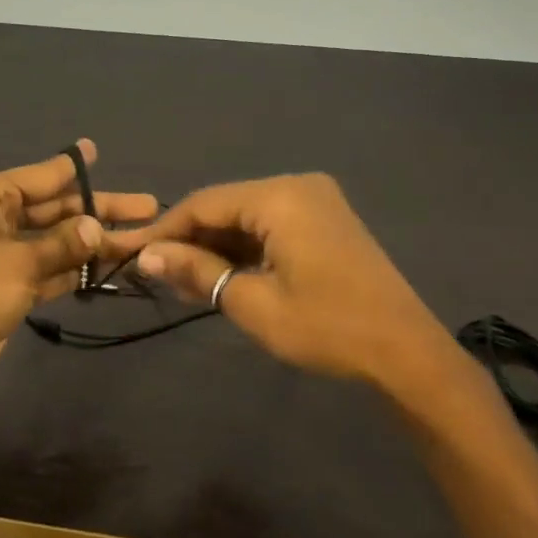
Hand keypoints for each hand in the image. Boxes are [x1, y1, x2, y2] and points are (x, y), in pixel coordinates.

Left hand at [0, 140, 158, 401]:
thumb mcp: (19, 261)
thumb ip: (62, 243)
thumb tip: (95, 227)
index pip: (42, 176)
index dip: (73, 167)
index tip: (98, 151)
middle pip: (56, 208)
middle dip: (98, 210)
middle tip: (147, 207)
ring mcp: (4, 254)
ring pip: (57, 240)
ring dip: (93, 243)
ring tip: (141, 241)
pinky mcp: (10, 286)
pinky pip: (51, 269)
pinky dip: (76, 270)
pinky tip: (111, 268)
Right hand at [131, 173, 453, 389]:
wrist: (405, 351)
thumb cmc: (326, 327)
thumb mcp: (252, 302)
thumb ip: (197, 271)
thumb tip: (147, 257)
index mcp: (280, 197)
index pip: (204, 203)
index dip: (165, 230)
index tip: (131, 255)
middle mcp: (297, 186)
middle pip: (225, 206)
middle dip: (190, 239)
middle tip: (157, 274)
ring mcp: (316, 201)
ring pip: (247, 216)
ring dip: (216, 246)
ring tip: (183, 280)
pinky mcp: (326, 220)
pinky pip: (271, 225)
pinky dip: (245, 248)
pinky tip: (222, 274)